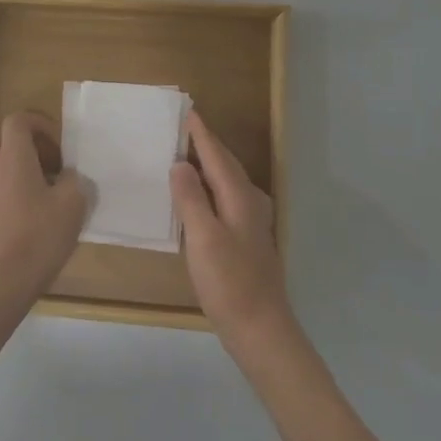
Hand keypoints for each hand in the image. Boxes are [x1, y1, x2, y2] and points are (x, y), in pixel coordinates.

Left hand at [0, 111, 90, 319]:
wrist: (0, 279)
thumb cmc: (38, 236)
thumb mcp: (72, 205)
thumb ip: (74, 181)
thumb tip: (67, 176)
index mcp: (13, 157)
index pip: (17, 120)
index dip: (39, 124)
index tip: (59, 145)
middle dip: (24, 142)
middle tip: (49, 163)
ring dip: (17, 166)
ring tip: (44, 191)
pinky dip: (10, 188)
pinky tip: (31, 213)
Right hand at [170, 110, 292, 349]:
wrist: (260, 328)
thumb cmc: (229, 282)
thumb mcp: (203, 238)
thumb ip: (191, 199)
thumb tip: (180, 163)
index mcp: (240, 198)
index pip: (217, 156)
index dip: (201, 134)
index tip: (186, 112)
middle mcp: (250, 203)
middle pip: (226, 165)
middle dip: (207, 144)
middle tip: (184, 127)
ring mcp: (252, 222)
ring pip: (228, 182)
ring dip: (209, 165)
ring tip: (187, 154)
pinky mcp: (247, 240)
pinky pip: (226, 198)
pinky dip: (211, 188)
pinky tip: (199, 197)